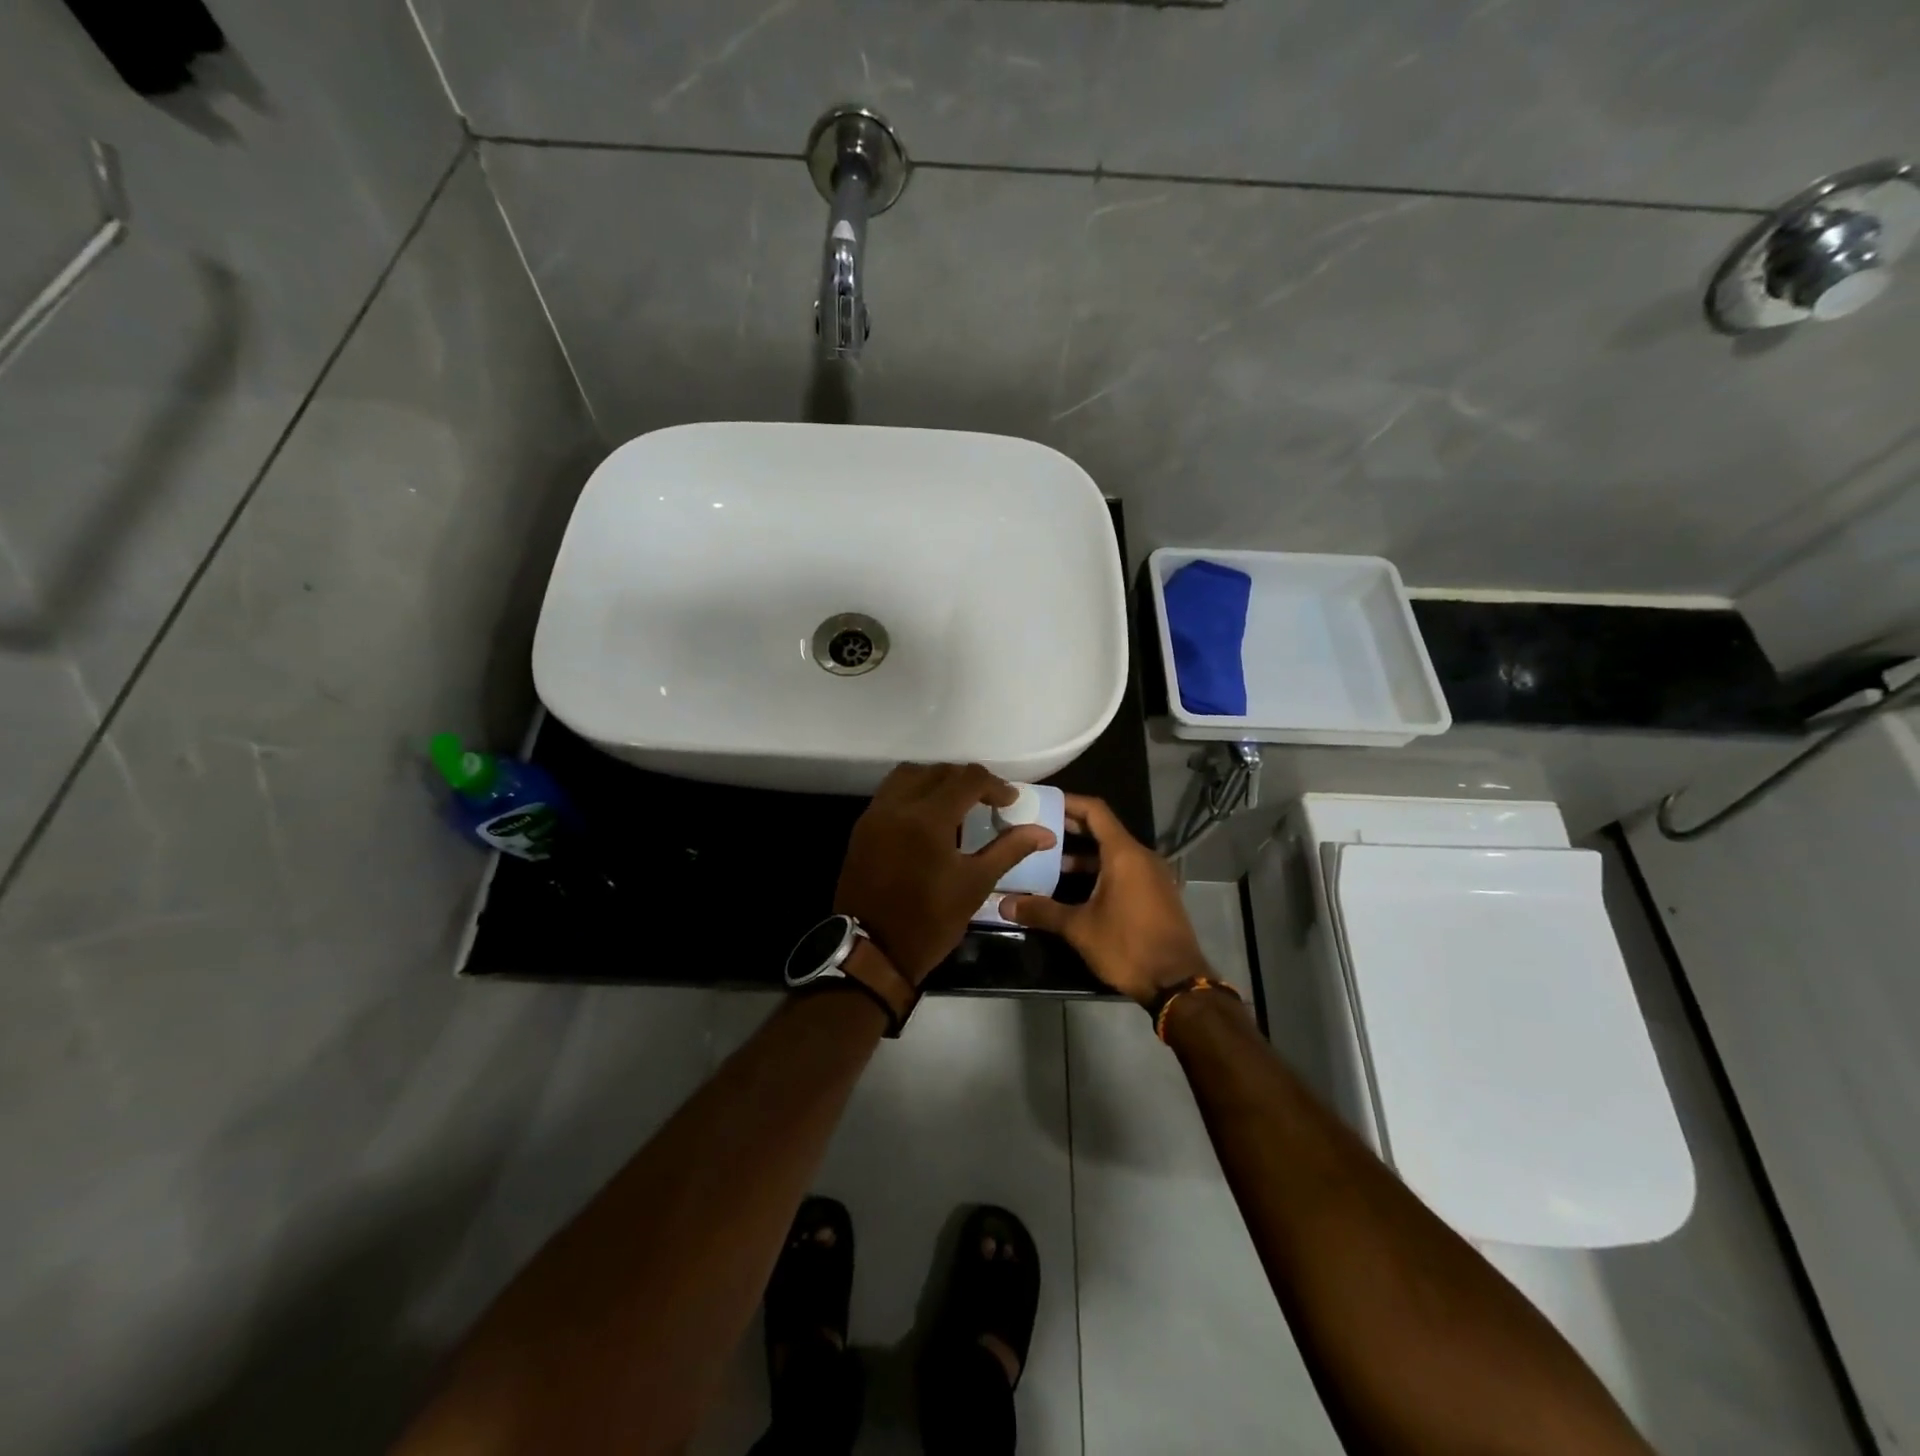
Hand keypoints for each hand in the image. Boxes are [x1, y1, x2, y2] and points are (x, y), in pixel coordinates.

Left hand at [835, 764, 1056, 984]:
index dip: (994, 785)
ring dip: (936, 780)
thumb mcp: (976, 885)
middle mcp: (898, 806)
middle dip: (966, 780)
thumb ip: (1009, 849)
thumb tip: (1044, 832)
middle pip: (938, 771)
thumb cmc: (930, 921)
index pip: (967, 779)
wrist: (871, 951)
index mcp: (929, 818)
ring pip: (909, 775)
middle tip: (987, 801)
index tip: (1010, 802)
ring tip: (956, 803)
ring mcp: (875, 815)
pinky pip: (890, 793)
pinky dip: (913, 793)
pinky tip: (928, 818)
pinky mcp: (862, 828)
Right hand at [1000, 794, 1208, 1003]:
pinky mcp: (1157, 893)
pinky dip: (1100, 870)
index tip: (1041, 803)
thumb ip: (1042, 911)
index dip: (1068, 802)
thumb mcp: (1079, 928)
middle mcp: (1142, 857)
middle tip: (1036, 829)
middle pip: (1103, 829)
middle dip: (1070, 828)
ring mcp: (1153, 875)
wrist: (1178, 983)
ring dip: (1083, 854)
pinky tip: (1075, 887)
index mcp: (1124, 854)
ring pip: (1113, 852)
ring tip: (1048, 861)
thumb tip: (1003, 904)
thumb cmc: (1127, 946)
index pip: (1095, 811)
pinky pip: (1125, 869)